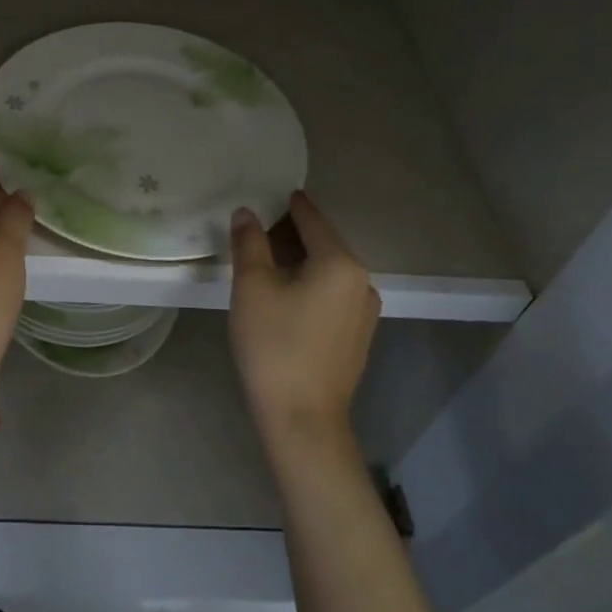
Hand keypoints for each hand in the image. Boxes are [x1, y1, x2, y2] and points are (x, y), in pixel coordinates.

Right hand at [228, 190, 378, 444]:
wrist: (302, 420)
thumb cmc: (274, 345)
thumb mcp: (252, 287)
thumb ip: (249, 243)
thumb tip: (247, 212)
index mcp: (340, 263)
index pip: (311, 219)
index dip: (288, 204)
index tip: (269, 191)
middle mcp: (362, 281)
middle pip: (323, 243)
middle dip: (290, 233)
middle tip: (256, 226)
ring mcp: (365, 311)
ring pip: (328, 270)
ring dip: (300, 260)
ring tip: (265, 259)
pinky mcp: (358, 335)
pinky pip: (333, 294)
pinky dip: (310, 284)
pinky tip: (285, 294)